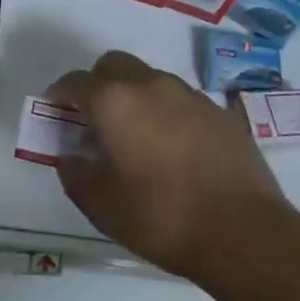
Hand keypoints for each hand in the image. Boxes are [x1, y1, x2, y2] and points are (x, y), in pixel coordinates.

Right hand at [46, 50, 287, 278]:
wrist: (245, 234)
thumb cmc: (162, 218)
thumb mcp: (101, 205)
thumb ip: (75, 173)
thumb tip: (70, 156)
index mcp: (114, 102)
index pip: (74, 82)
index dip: (58, 95)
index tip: (54, 113)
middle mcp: (150, 85)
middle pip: (113, 65)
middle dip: (97, 84)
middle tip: (95, 119)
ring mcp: (189, 95)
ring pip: (149, 79)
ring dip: (134, 96)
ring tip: (137, 136)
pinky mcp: (220, 112)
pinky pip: (181, 100)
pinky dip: (167, 112)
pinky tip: (173, 148)